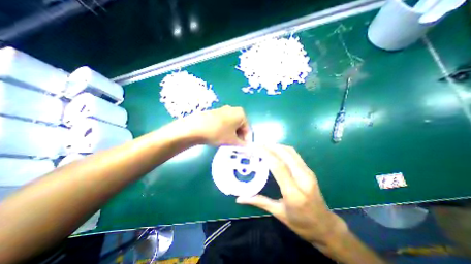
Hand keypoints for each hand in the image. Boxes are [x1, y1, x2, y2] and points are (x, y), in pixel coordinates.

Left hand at [182, 106, 251, 145]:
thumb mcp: (232, 141)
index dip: (247, 141)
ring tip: (229, 144)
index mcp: (241, 114)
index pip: (248, 129)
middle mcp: (233, 109)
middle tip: (237, 147)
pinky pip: (225, 123)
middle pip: (240, 126)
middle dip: (240, 138)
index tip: (244, 149)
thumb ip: (242, 145)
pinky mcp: (215, 113)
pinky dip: (226, 131)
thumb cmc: (218, 133)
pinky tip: (221, 137)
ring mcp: (223, 110)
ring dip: (233, 135)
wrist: (195, 127)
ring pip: (232, 125)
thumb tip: (247, 147)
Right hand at [237, 144, 346, 244]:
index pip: (278, 166)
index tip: (254, 147)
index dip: (266, 154)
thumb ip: (259, 202)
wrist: (325, 226)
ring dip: (276, 146)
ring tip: (263, 145)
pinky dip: (283, 149)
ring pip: (291, 152)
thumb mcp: (278, 213)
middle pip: (285, 155)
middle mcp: (303, 179)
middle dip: (269, 146)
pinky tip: (275, 150)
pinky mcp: (309, 170)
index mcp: (294, 193)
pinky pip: (294, 154)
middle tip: (256, 144)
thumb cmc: (301, 223)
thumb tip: (239, 198)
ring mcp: (308, 173)